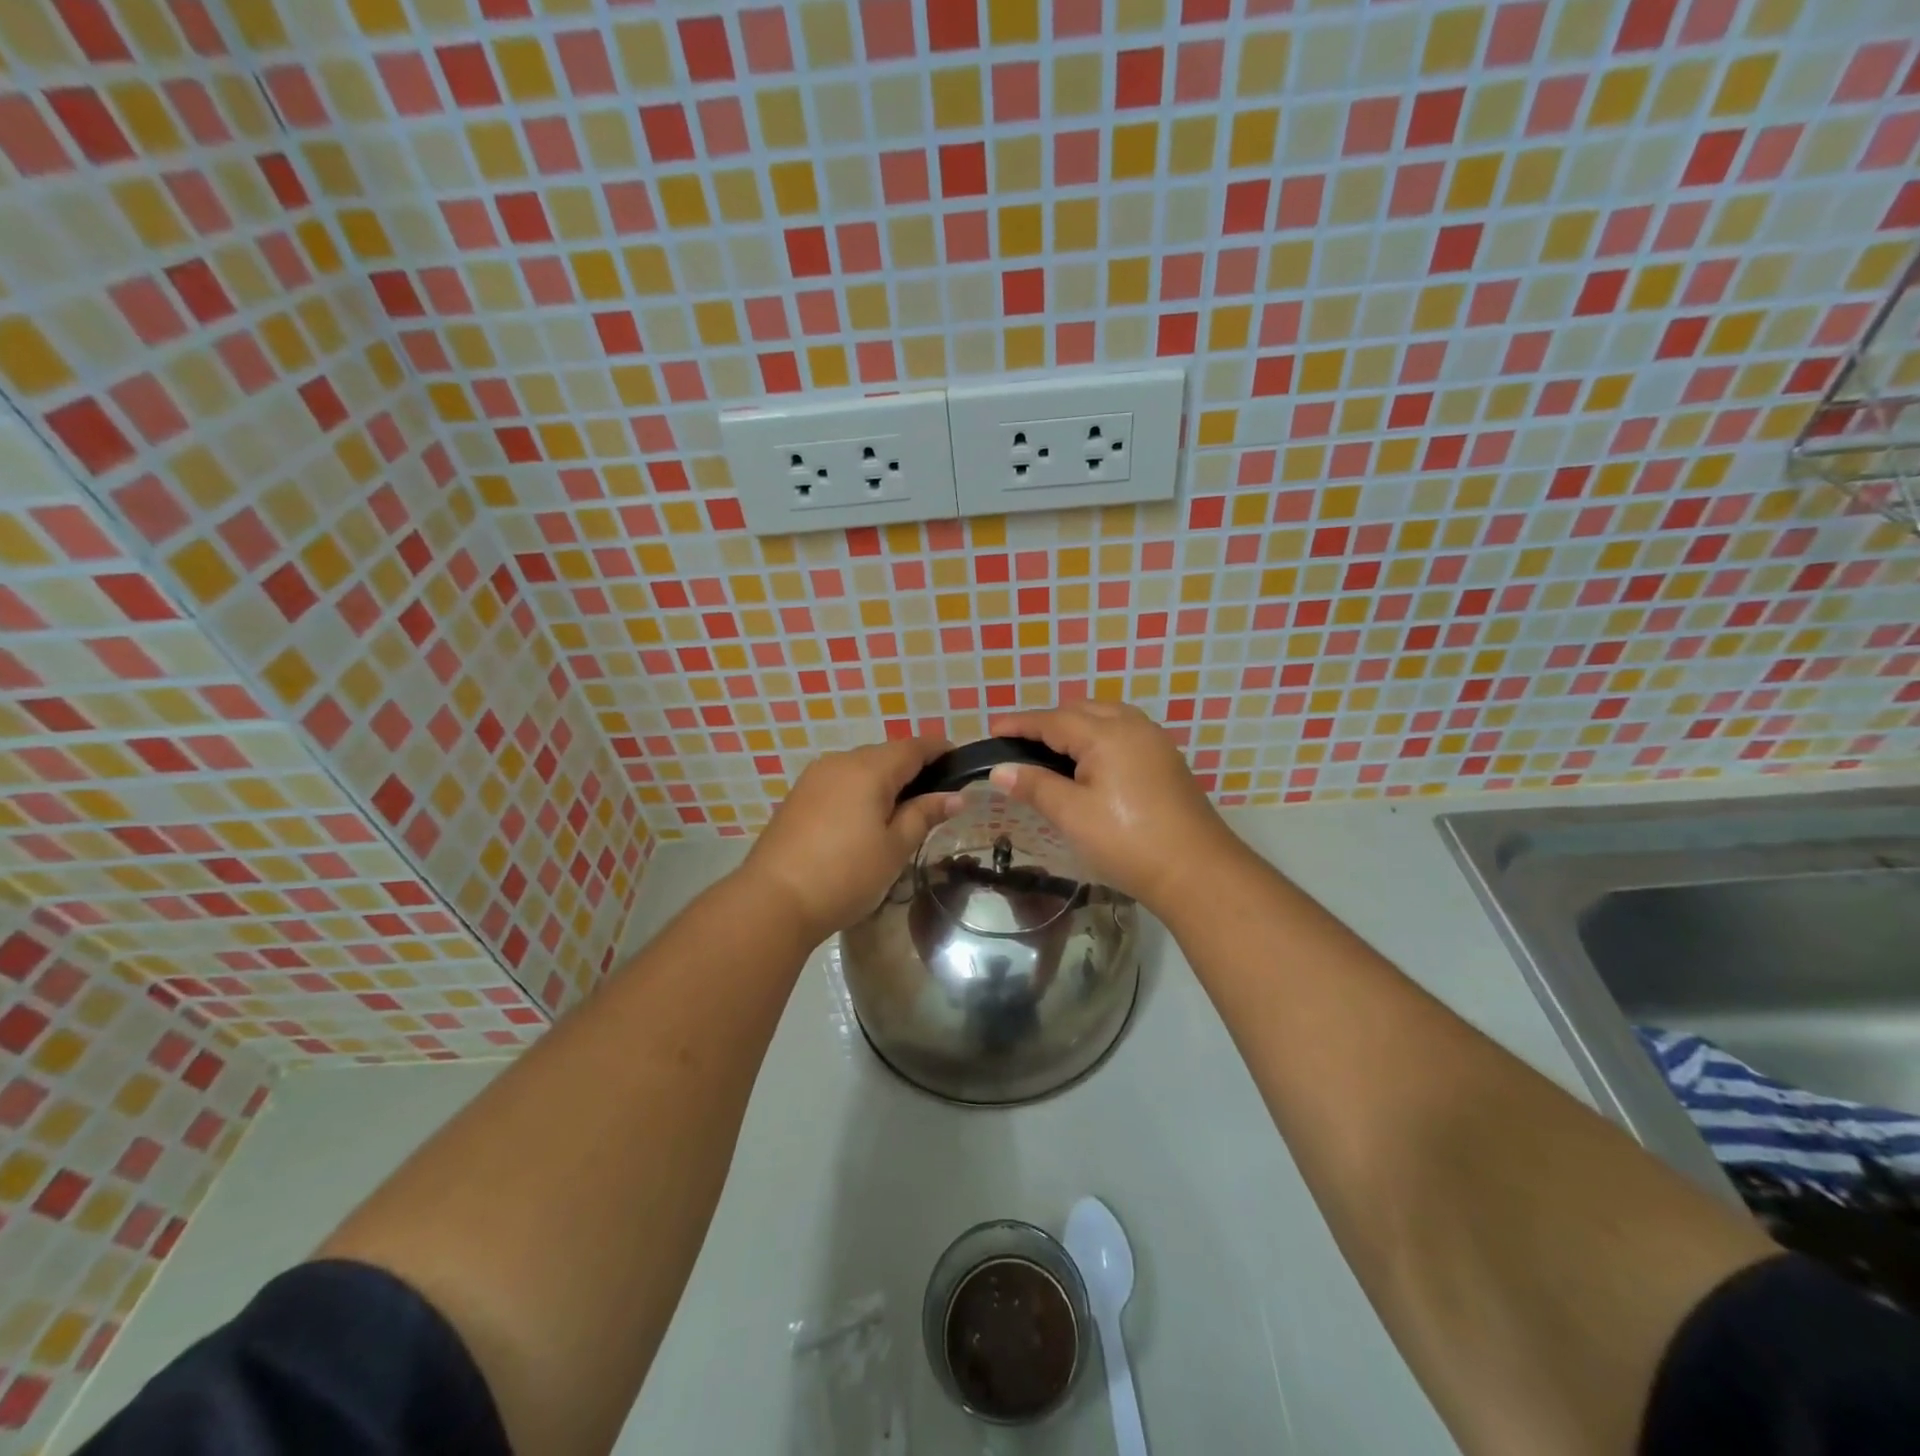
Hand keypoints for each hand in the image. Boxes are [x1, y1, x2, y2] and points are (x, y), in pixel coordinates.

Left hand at [740, 736, 954, 942]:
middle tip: (934, 798)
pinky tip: (865, 819)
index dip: (940, 750)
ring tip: (901, 813)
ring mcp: (814, 777)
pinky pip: (840, 782)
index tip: (961, 763)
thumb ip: (924, 815)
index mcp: (869, 768)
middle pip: (886, 754)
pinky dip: (860, 791)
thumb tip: (955, 796)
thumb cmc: (845, 875)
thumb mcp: (895, 848)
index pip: (914, 747)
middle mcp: (840, 761)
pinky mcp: (798, 796)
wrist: (773, 901)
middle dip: (913, 768)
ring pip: (861, 767)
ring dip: (884, 781)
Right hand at [987, 702, 1244, 912]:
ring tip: (1051, 750)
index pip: (1052, 720)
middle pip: (1081, 711)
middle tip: (1019, 744)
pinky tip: (1089, 763)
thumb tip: (1000, 770)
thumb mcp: (1073, 815)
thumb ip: (1035, 786)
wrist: (1197, 871)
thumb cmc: (1128, 842)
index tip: (992, 729)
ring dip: (1076, 726)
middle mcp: (1133, 726)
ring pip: (1106, 718)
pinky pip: (1124, 733)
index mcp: (1106, 734)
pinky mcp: (1166, 761)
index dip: (1020, 724)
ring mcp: (1155, 741)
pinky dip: (1098, 737)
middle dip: (1048, 722)